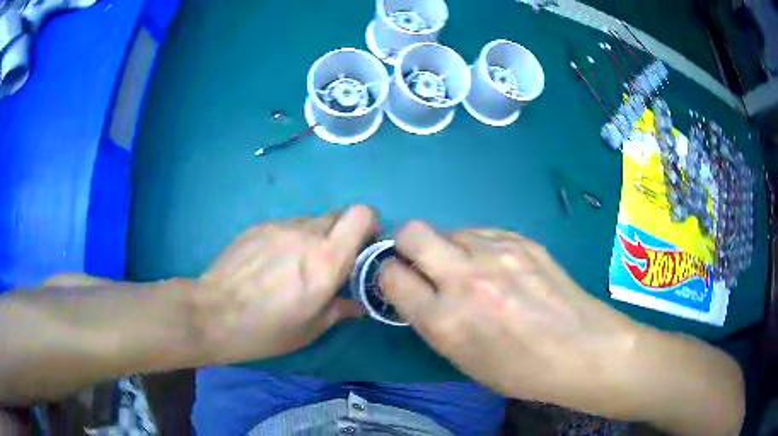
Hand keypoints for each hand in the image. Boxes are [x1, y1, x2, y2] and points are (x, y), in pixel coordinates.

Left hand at [195, 205, 377, 363]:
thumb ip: (339, 310)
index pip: (361, 215)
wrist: (213, 313)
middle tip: (330, 262)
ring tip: (295, 267)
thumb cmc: (266, 329)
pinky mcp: (258, 227)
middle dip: (342, 235)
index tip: (364, 244)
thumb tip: (357, 305)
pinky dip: (289, 240)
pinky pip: (285, 227)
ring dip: (314, 239)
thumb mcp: (309, 329)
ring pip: (310, 222)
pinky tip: (271, 264)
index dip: (369, 224)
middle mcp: (306, 234)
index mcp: (327, 260)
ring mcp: (279, 226)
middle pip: (338, 216)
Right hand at [381, 222, 639, 411]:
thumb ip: (432, 321)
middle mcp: (465, 279)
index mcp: (445, 320)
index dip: (388, 277)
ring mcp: (497, 252)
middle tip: (422, 264)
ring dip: (447, 248)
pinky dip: (477, 246)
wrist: (581, 349)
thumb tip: (415, 290)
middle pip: (411, 232)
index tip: (399, 282)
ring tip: (469, 269)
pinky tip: (497, 266)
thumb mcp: (463, 359)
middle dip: (406, 246)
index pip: (389, 276)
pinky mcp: (521, 239)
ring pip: (448, 229)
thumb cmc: (520, 369)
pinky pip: (481, 232)